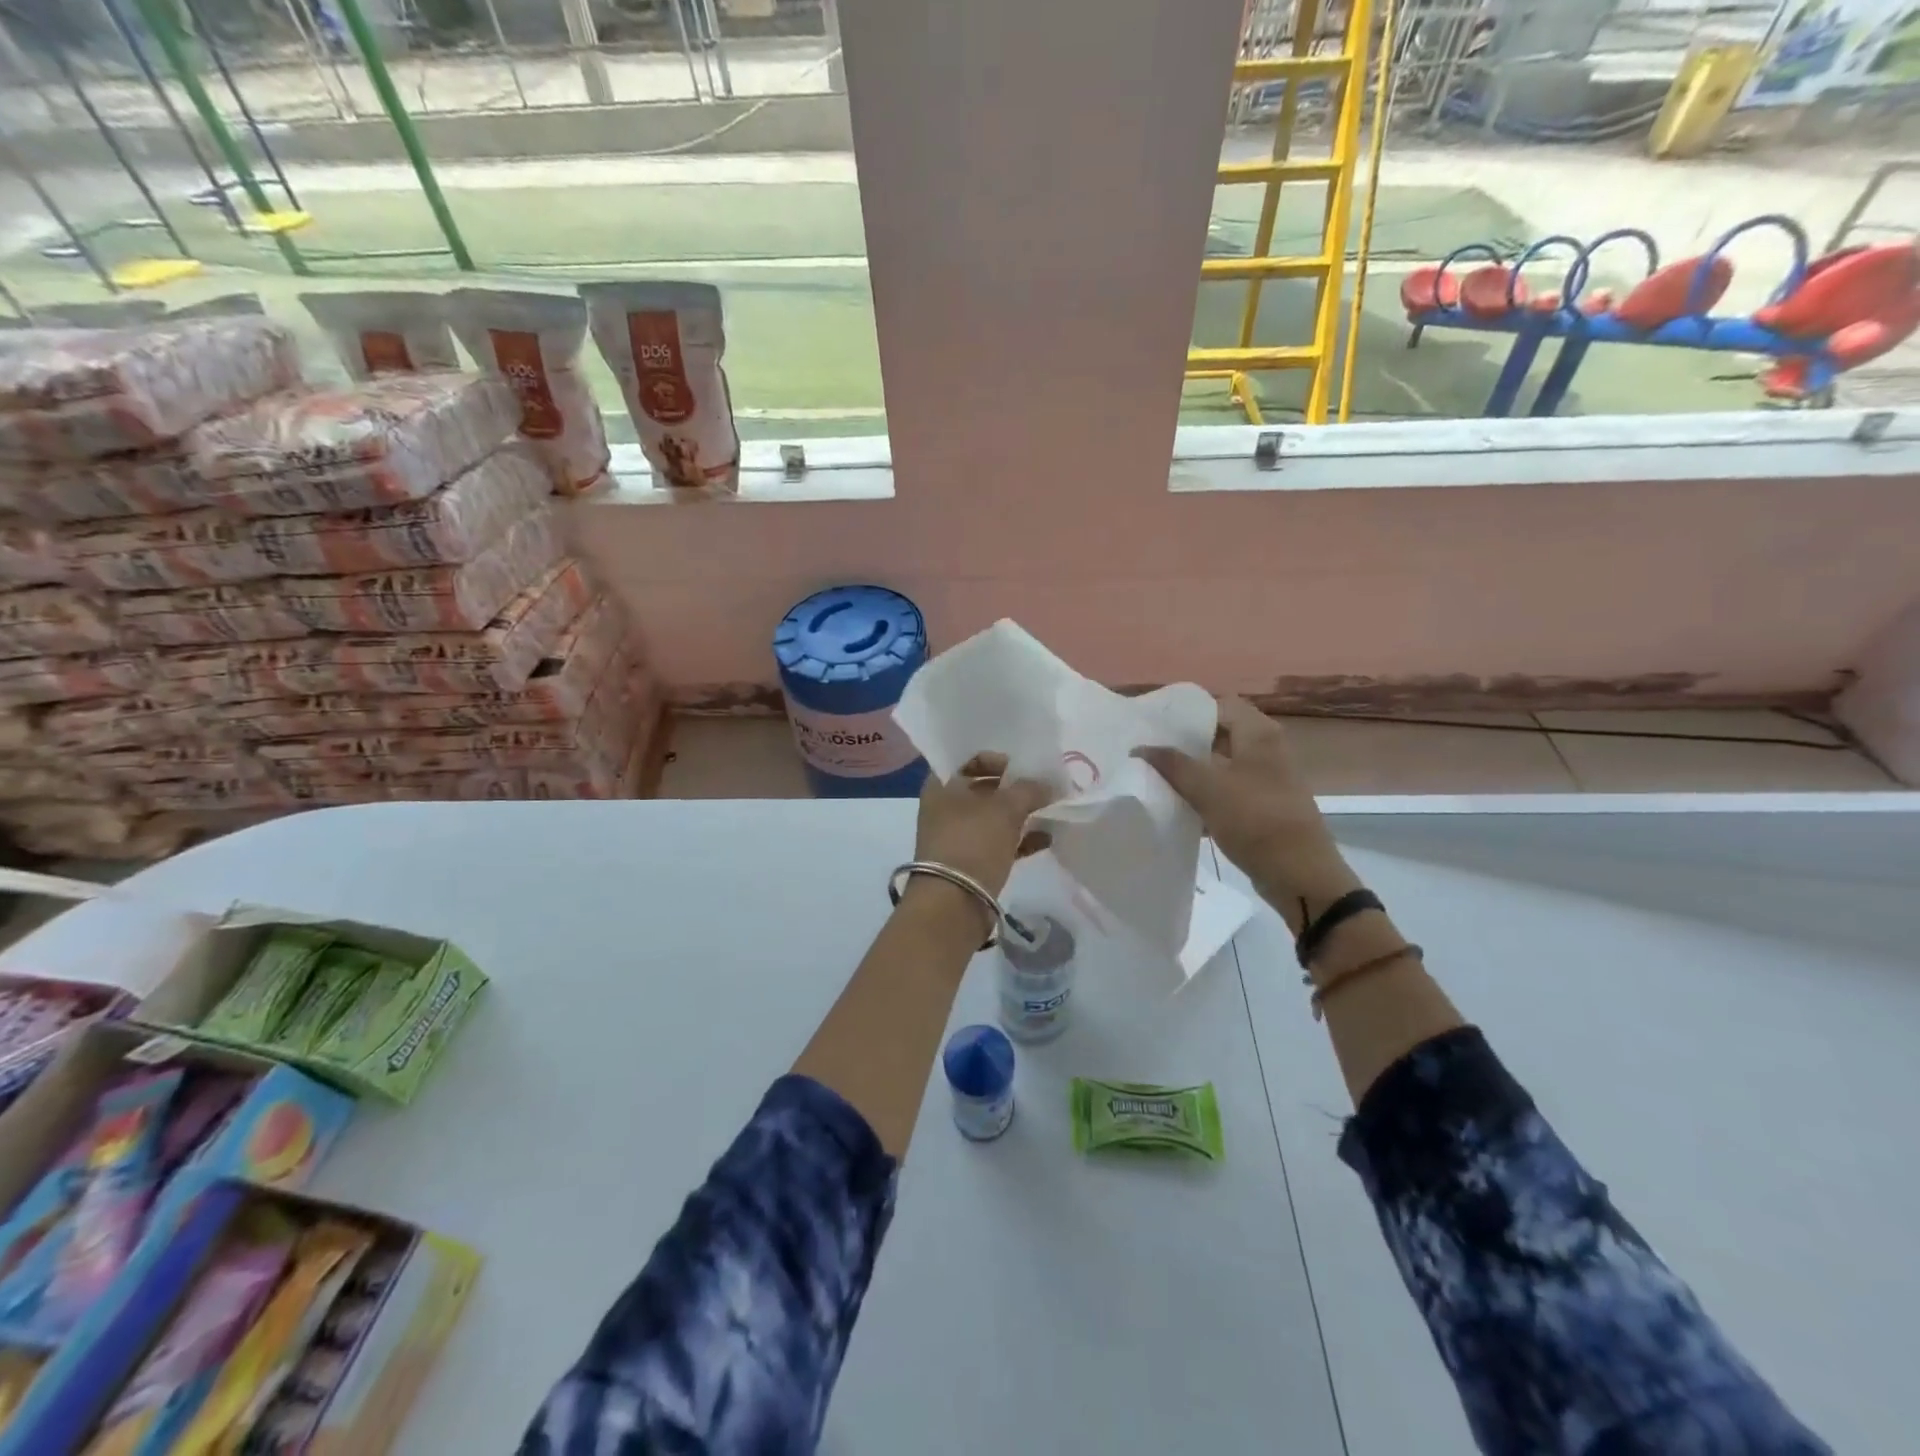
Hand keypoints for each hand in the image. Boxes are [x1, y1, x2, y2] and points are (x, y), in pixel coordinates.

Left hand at [913, 753, 1055, 897]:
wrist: (953, 903)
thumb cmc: (973, 842)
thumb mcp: (1005, 809)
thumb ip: (1029, 790)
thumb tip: (1048, 785)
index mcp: (942, 785)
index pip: (970, 758)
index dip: (998, 759)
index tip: (1024, 766)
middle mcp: (945, 807)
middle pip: (984, 788)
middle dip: (1015, 788)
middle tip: (1043, 786)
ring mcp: (958, 836)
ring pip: (993, 817)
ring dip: (1021, 813)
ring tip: (1050, 809)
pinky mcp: (971, 862)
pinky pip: (999, 842)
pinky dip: (1021, 839)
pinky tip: (1047, 838)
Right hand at [1136, 698, 1359, 915]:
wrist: (1299, 874)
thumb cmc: (1255, 819)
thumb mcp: (1208, 788)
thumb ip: (1172, 764)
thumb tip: (1140, 747)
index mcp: (1259, 734)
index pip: (1219, 704)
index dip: (1188, 713)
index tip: (1155, 726)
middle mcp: (1266, 749)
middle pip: (1219, 735)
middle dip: (1185, 744)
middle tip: (1150, 752)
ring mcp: (1267, 779)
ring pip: (1221, 765)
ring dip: (1192, 772)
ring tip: (1157, 778)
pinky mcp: (1263, 806)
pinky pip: (1227, 792)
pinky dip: (1205, 796)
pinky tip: (1179, 809)